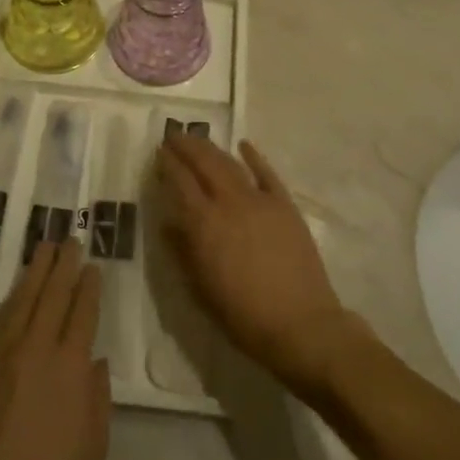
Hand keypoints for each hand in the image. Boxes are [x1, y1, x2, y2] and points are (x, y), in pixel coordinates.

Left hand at [0, 240, 109, 459]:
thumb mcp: (93, 448)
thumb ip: (98, 398)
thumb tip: (94, 361)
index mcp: (71, 368)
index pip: (82, 313)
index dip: (88, 287)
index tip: (92, 266)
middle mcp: (37, 349)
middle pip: (52, 296)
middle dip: (63, 265)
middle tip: (70, 240)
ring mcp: (2, 355)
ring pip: (22, 301)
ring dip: (35, 272)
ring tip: (44, 249)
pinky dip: (11, 300)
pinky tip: (16, 292)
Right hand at [156, 134, 353, 396]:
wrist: (301, 325)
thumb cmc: (243, 316)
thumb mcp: (200, 290)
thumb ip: (182, 252)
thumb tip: (167, 223)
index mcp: (204, 224)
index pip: (180, 182)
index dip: (168, 164)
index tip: (158, 152)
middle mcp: (229, 203)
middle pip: (204, 163)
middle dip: (186, 146)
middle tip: (173, 135)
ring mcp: (260, 201)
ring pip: (230, 164)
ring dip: (212, 148)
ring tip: (198, 138)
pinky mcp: (285, 205)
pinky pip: (267, 173)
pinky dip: (254, 157)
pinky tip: (243, 145)